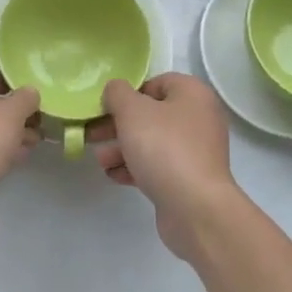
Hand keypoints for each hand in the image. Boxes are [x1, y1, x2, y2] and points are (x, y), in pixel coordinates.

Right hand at [91, 74, 240, 261]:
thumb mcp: (132, 111)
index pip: (156, 83)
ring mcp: (196, 151)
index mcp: (193, 94)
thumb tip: (115, 90)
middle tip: (92, 134)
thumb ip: (117, 93)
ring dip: (122, 148)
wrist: (195, 208)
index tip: (105, 108)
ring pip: (152, 142)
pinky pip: (158, 165)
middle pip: (150, 114)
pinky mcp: (190, 178)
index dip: (128, 93)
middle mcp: (199, 118)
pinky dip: (136, 167)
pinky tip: (114, 175)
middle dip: (118, 125)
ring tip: (101, 161)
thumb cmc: (164, 148)